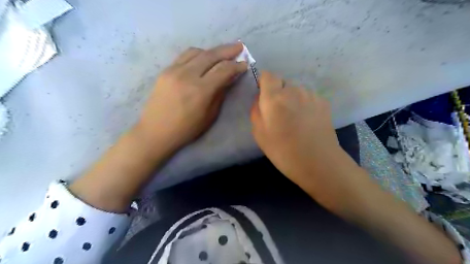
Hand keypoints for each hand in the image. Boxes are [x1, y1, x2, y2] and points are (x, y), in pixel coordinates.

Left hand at [135, 42, 247, 155]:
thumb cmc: (186, 129)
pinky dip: (198, 54)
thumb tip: (229, 77)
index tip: (244, 64)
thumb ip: (220, 93)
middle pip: (211, 55)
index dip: (236, 66)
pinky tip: (204, 58)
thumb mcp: (210, 115)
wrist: (155, 131)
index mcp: (201, 90)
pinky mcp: (166, 70)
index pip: (223, 70)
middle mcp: (187, 75)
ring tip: (222, 53)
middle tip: (239, 47)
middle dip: (228, 50)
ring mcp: (174, 70)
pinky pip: (185, 56)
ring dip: (212, 50)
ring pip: (197, 52)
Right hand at [249, 71, 341, 183]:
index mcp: (274, 98)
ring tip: (295, 119)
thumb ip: (256, 110)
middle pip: (282, 82)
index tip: (264, 96)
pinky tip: (307, 120)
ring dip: (292, 98)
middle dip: (278, 93)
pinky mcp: (323, 101)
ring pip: (296, 89)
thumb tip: (260, 98)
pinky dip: (304, 103)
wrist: (318, 162)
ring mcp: (311, 94)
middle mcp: (294, 90)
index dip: (264, 83)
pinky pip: (308, 96)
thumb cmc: (283, 151)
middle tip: (279, 113)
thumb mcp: (259, 133)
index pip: (268, 75)